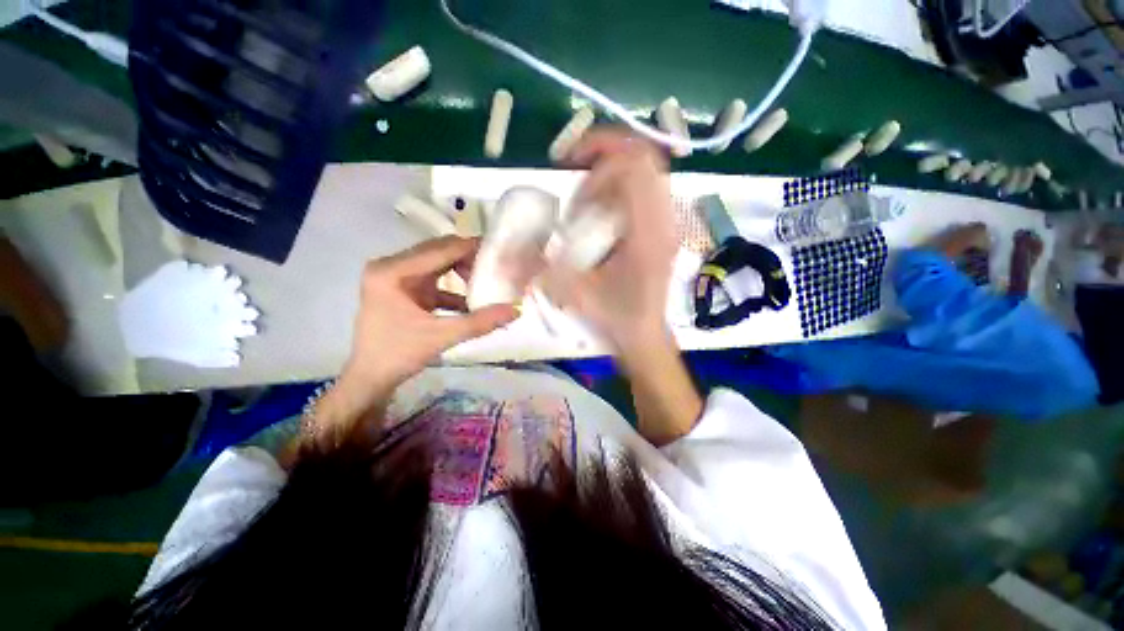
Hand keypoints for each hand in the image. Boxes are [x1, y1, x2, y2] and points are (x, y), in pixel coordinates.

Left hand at [340, 236, 517, 407]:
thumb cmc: (398, 355)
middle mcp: (391, 266)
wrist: (371, 378)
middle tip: (496, 267)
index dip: (471, 248)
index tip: (500, 252)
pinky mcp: (403, 289)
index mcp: (392, 271)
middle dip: (468, 259)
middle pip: (438, 251)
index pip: (440, 249)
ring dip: (462, 272)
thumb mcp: (442, 336)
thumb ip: (480, 322)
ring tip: (487, 282)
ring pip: (438, 263)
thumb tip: (516, 310)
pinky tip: (472, 301)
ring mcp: (396, 276)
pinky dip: (454, 289)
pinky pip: (435, 280)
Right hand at [543, 129, 678, 354]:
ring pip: (648, 167)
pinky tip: (602, 207)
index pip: (633, 168)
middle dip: (605, 152)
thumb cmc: (615, 317)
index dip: (598, 163)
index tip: (574, 189)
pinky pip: (648, 185)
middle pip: (644, 156)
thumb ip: (542, 269)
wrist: (645, 333)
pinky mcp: (664, 226)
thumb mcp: (576, 293)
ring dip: (613, 167)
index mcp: (647, 235)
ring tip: (587, 190)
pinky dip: (622, 182)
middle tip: (575, 169)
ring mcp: (669, 221)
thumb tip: (506, 251)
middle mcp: (664, 221)